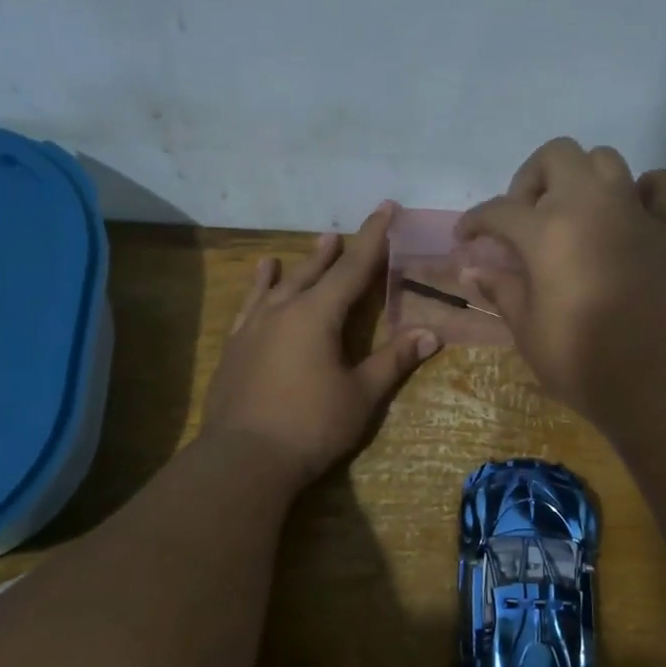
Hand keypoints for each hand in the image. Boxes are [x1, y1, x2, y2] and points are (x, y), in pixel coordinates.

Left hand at [203, 202, 439, 484]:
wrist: (244, 458)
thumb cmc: (311, 426)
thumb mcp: (361, 395)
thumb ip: (393, 360)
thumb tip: (431, 333)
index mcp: (317, 316)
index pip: (352, 268)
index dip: (373, 238)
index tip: (386, 208)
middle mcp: (283, 311)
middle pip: (314, 272)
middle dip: (335, 251)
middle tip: (345, 231)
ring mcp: (253, 328)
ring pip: (278, 285)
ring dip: (298, 264)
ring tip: (310, 245)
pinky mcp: (235, 349)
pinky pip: (250, 307)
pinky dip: (258, 290)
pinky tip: (259, 285)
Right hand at [455, 139, 665, 425]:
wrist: (658, 383)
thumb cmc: (583, 362)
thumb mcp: (528, 331)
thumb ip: (503, 290)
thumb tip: (474, 270)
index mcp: (548, 231)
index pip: (499, 211)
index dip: (475, 222)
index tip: (465, 239)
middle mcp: (592, 206)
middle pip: (557, 156)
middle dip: (531, 179)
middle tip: (524, 218)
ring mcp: (636, 213)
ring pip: (606, 160)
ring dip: (582, 178)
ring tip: (572, 215)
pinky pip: (664, 185)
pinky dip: (646, 190)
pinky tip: (631, 215)